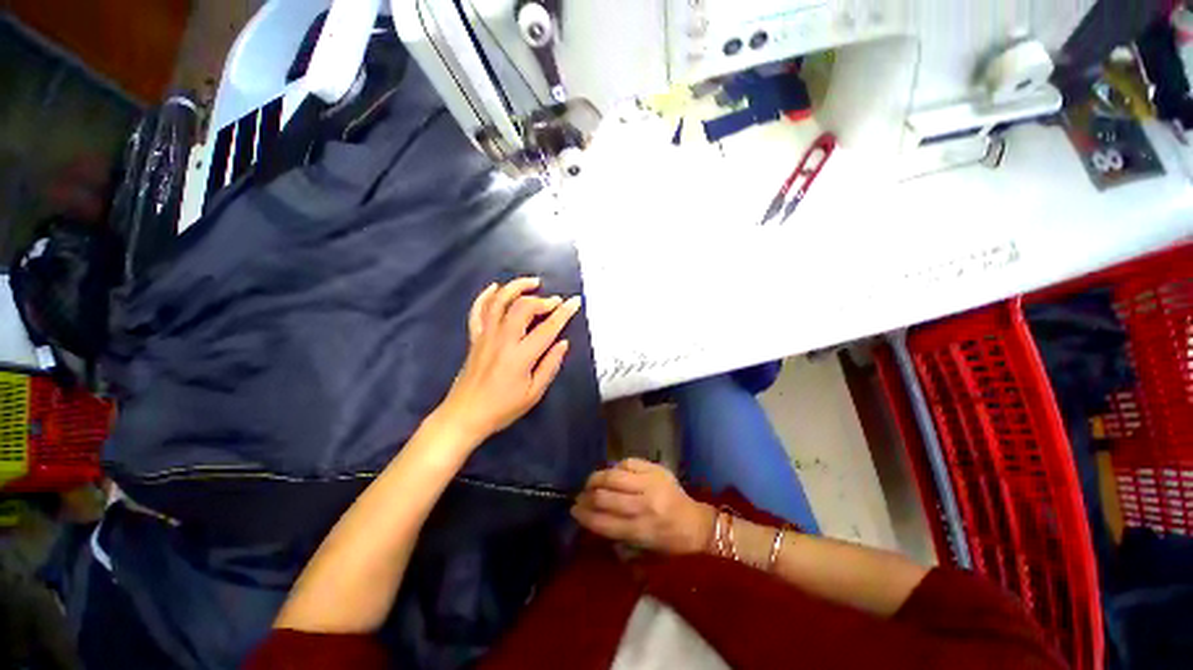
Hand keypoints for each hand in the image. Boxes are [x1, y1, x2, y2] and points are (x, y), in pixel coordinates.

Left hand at [435, 277, 581, 445]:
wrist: (465, 415)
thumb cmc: (503, 408)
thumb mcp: (534, 393)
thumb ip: (550, 366)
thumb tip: (563, 343)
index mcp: (521, 356)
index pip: (547, 328)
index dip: (564, 313)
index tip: (575, 301)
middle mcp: (503, 339)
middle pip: (523, 307)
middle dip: (542, 300)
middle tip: (555, 302)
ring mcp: (485, 336)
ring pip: (499, 301)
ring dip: (516, 287)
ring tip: (532, 282)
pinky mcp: (474, 337)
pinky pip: (478, 310)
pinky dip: (486, 296)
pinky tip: (495, 287)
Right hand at [572, 458, 715, 554]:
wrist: (697, 524)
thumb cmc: (670, 543)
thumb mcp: (644, 549)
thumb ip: (618, 536)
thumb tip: (593, 518)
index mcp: (642, 531)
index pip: (604, 522)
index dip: (585, 516)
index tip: (574, 510)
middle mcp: (645, 506)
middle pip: (606, 497)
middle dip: (587, 496)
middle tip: (579, 495)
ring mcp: (651, 483)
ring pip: (614, 476)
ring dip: (597, 478)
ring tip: (590, 482)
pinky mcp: (656, 469)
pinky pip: (628, 463)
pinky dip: (616, 467)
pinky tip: (612, 473)